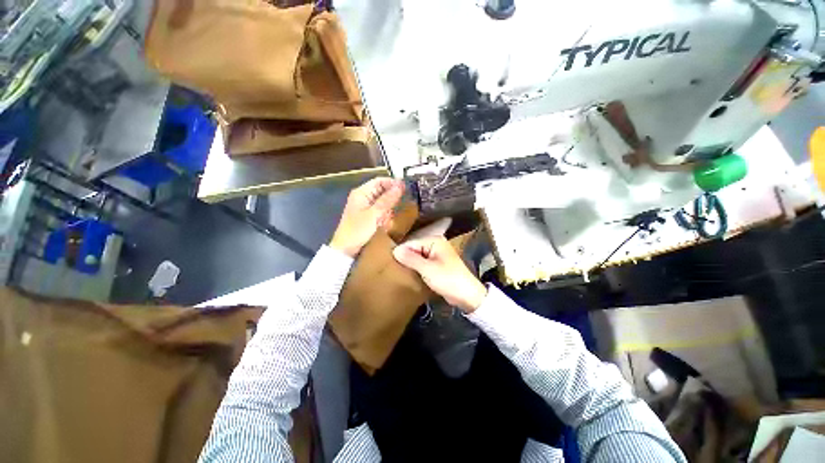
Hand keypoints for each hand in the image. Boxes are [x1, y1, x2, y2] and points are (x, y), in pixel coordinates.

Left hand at [330, 177, 404, 256]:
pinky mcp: (367, 216)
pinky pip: (380, 211)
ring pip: (383, 201)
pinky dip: (385, 215)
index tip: (407, 189)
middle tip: (403, 204)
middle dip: (392, 197)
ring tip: (392, 216)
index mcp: (361, 192)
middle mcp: (363, 197)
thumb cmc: (358, 230)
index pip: (380, 180)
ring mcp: (365, 207)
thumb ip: (388, 199)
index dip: (393, 183)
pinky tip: (387, 222)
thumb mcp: (374, 214)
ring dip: (389, 208)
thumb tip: (400, 185)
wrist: (346, 249)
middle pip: (382, 191)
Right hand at [393, 236, 487, 312]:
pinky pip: (422, 263)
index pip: (410, 243)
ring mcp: (436, 254)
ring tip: (399, 272)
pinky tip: (410, 274)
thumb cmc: (448, 279)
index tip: (391, 264)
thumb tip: (395, 250)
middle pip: (413, 249)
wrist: (467, 295)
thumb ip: (410, 259)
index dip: (401, 253)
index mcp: (434, 240)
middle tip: (394, 269)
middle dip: (405, 258)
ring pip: (417, 257)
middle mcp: (435, 244)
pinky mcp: (436, 264)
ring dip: (410, 264)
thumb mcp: (427, 269)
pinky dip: (416, 268)